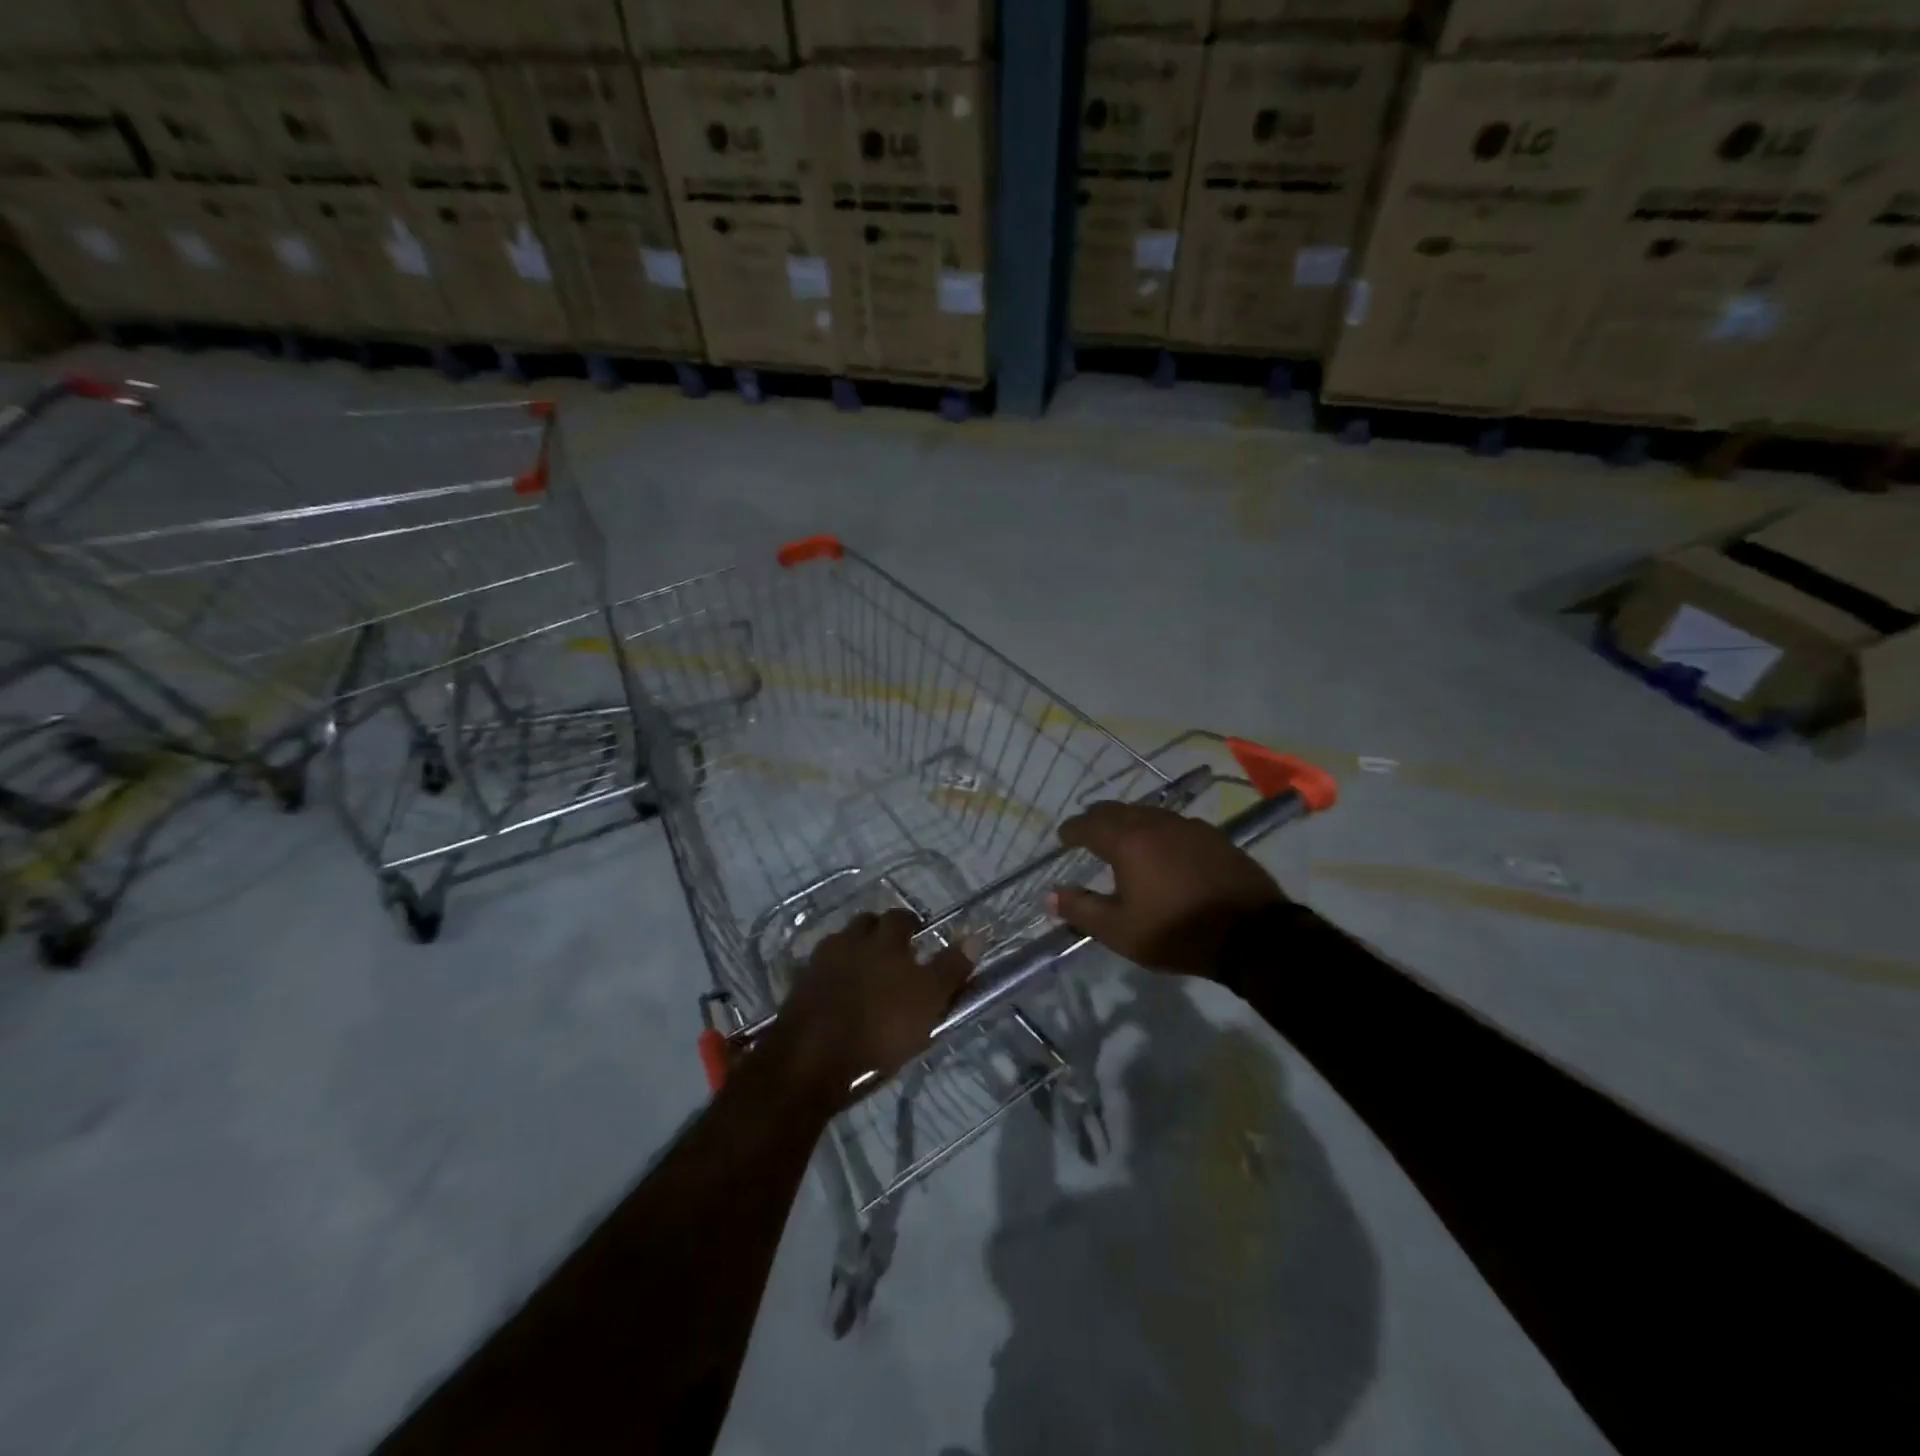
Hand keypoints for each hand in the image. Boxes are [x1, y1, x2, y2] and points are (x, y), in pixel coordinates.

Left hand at [768, 910, 973, 1101]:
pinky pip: (821, 971)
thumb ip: (951, 968)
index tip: (920, 937)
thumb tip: (978, 935)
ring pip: (841, 944)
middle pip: (866, 924)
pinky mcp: (799, 988)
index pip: (900, 917)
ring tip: (867, 976)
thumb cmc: (880, 1028)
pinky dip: (833, 977)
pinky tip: (839, 996)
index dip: (911, 924)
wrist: (811, 1058)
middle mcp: (850, 941)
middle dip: (879, 933)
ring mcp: (820, 963)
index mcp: (883, 940)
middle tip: (894, 954)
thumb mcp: (928, 1001)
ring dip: (854, 952)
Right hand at [1051, 802, 1285, 978]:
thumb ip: (1080, 910)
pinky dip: (1156, 829)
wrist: (1252, 935)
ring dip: (1128, 821)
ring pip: (1147, 813)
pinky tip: (1162, 847)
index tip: (1062, 838)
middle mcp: (1155, 823)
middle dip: (1096, 819)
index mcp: (1127, 841)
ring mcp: (1188, 826)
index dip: (1071, 830)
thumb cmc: (1176, 932)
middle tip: (1086, 832)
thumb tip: (1049, 895)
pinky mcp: (1213, 836)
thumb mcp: (1119, 931)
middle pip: (1117, 810)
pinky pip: (1174, 824)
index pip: (1088, 825)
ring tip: (1121, 838)